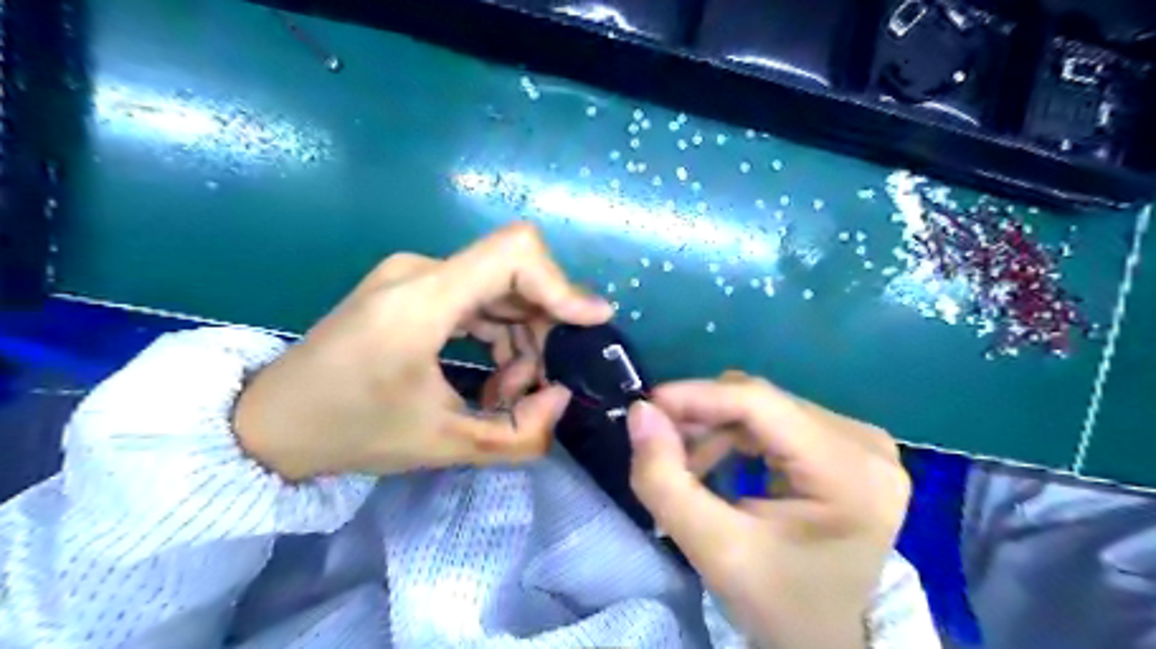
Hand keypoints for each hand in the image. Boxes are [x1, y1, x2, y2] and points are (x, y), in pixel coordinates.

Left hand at [232, 224, 613, 480]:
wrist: (269, 423)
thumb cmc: (350, 432)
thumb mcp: (443, 445)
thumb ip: (520, 433)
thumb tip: (563, 395)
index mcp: (422, 300)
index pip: (515, 252)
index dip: (563, 283)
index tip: (590, 324)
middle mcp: (420, 271)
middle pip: (515, 275)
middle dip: (543, 331)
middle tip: (535, 388)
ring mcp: (413, 275)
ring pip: (500, 289)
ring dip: (520, 340)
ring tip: (505, 394)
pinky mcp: (411, 288)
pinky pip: (477, 298)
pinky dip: (498, 335)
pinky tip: (490, 376)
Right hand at [629, 373, 906, 646]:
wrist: (824, 638)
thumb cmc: (777, 602)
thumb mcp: (714, 550)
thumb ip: (665, 481)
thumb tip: (640, 412)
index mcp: (850, 473)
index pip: (760, 404)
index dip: (697, 396)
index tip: (645, 407)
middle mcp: (865, 443)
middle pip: (762, 402)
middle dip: (702, 419)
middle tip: (661, 448)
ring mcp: (861, 441)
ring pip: (764, 406)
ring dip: (715, 428)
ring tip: (688, 467)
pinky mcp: (847, 444)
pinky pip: (775, 419)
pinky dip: (734, 435)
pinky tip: (717, 463)